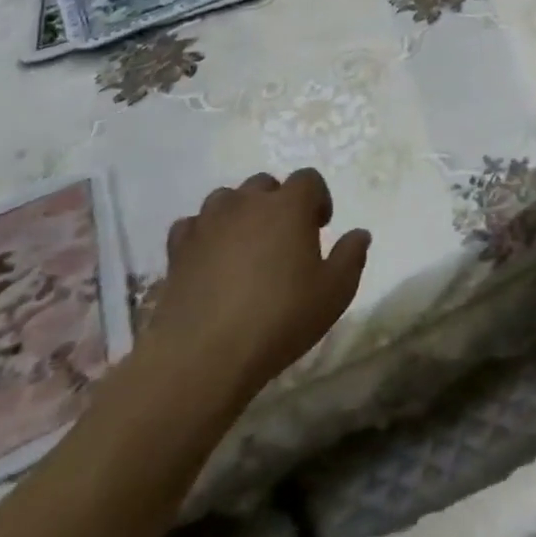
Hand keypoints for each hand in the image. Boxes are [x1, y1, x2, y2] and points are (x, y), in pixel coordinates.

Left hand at [146, 170, 370, 400]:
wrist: (202, 357)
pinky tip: (209, 260)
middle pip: (264, 184)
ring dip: (239, 214)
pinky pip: (192, 227)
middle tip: (284, 237)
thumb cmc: (279, 318)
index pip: (308, 179)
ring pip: (225, 200)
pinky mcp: (176, 252)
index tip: (320, 227)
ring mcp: (206, 225)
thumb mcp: (335, 292)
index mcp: (289, 206)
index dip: (318, 198)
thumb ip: (351, 256)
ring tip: (246, 246)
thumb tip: (359, 234)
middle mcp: (246, 204)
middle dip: (277, 202)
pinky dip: (203, 235)